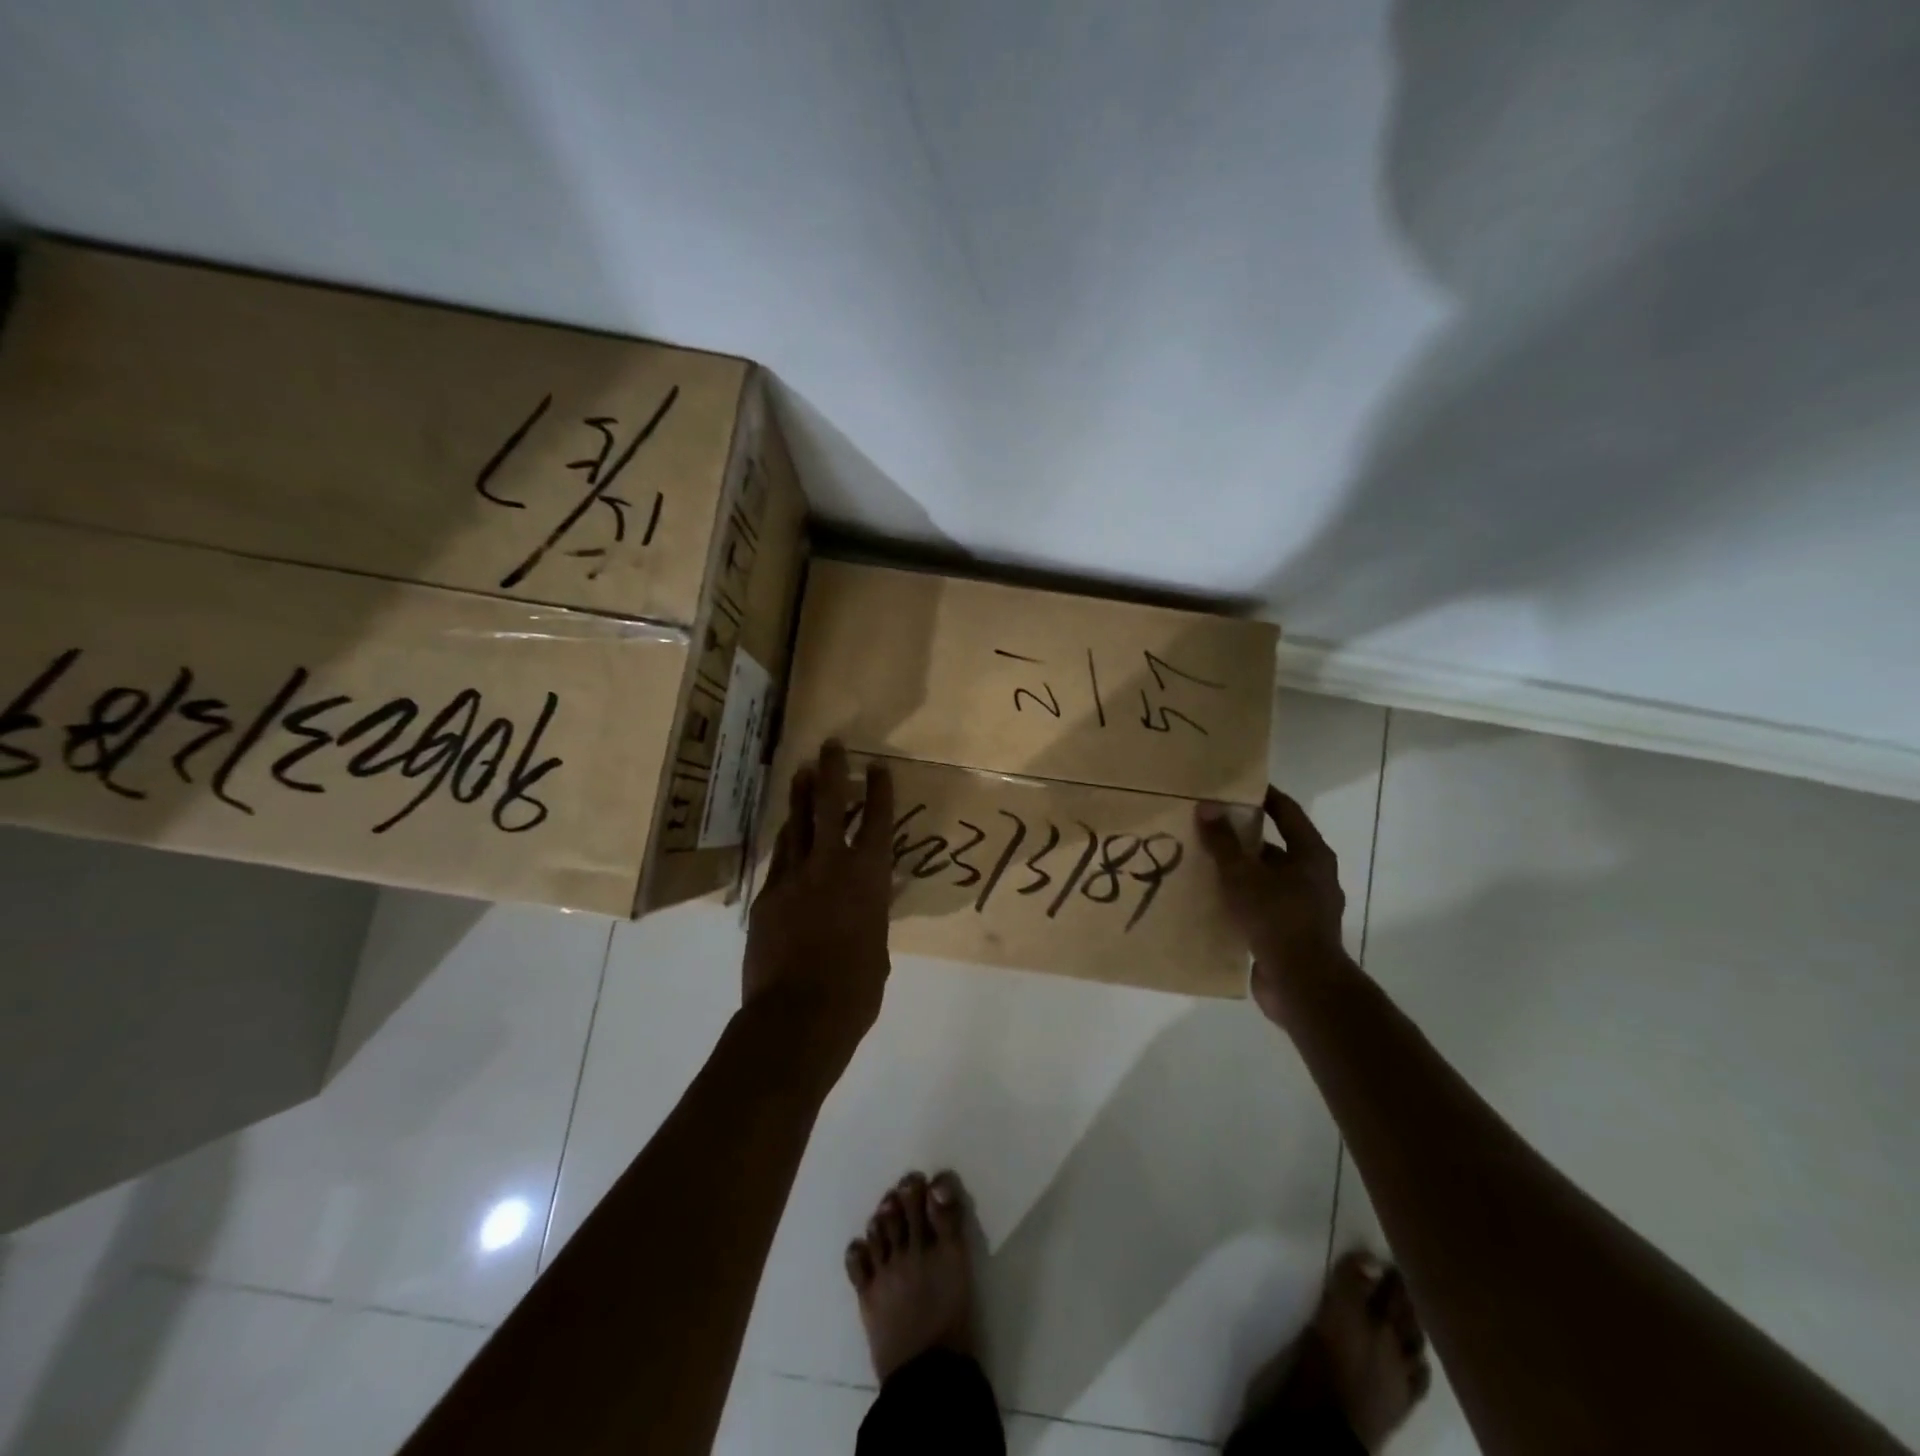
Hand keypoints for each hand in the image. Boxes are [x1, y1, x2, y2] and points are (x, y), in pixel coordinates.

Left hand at [743, 741, 894, 1072]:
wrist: (797, 1016)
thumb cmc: (855, 990)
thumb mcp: (877, 951)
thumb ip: (871, 921)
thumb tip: (866, 915)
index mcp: (868, 879)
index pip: (877, 822)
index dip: (879, 791)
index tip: (877, 766)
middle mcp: (830, 867)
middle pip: (829, 806)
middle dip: (832, 772)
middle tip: (831, 745)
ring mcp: (793, 878)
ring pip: (797, 826)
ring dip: (801, 798)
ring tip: (801, 773)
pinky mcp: (767, 897)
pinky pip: (779, 858)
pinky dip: (786, 841)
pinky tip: (786, 832)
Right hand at [1197, 787, 1350, 1024]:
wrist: (1301, 984)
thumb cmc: (1277, 918)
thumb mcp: (1243, 875)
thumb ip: (1223, 841)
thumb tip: (1207, 806)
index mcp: (1311, 855)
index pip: (1287, 812)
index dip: (1263, 797)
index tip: (1235, 787)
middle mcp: (1313, 877)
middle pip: (1274, 846)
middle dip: (1241, 838)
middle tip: (1207, 826)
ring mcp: (1304, 907)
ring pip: (1265, 879)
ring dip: (1238, 871)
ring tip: (1201, 862)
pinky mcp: (1290, 933)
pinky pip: (1261, 906)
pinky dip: (1239, 900)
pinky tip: (1211, 899)